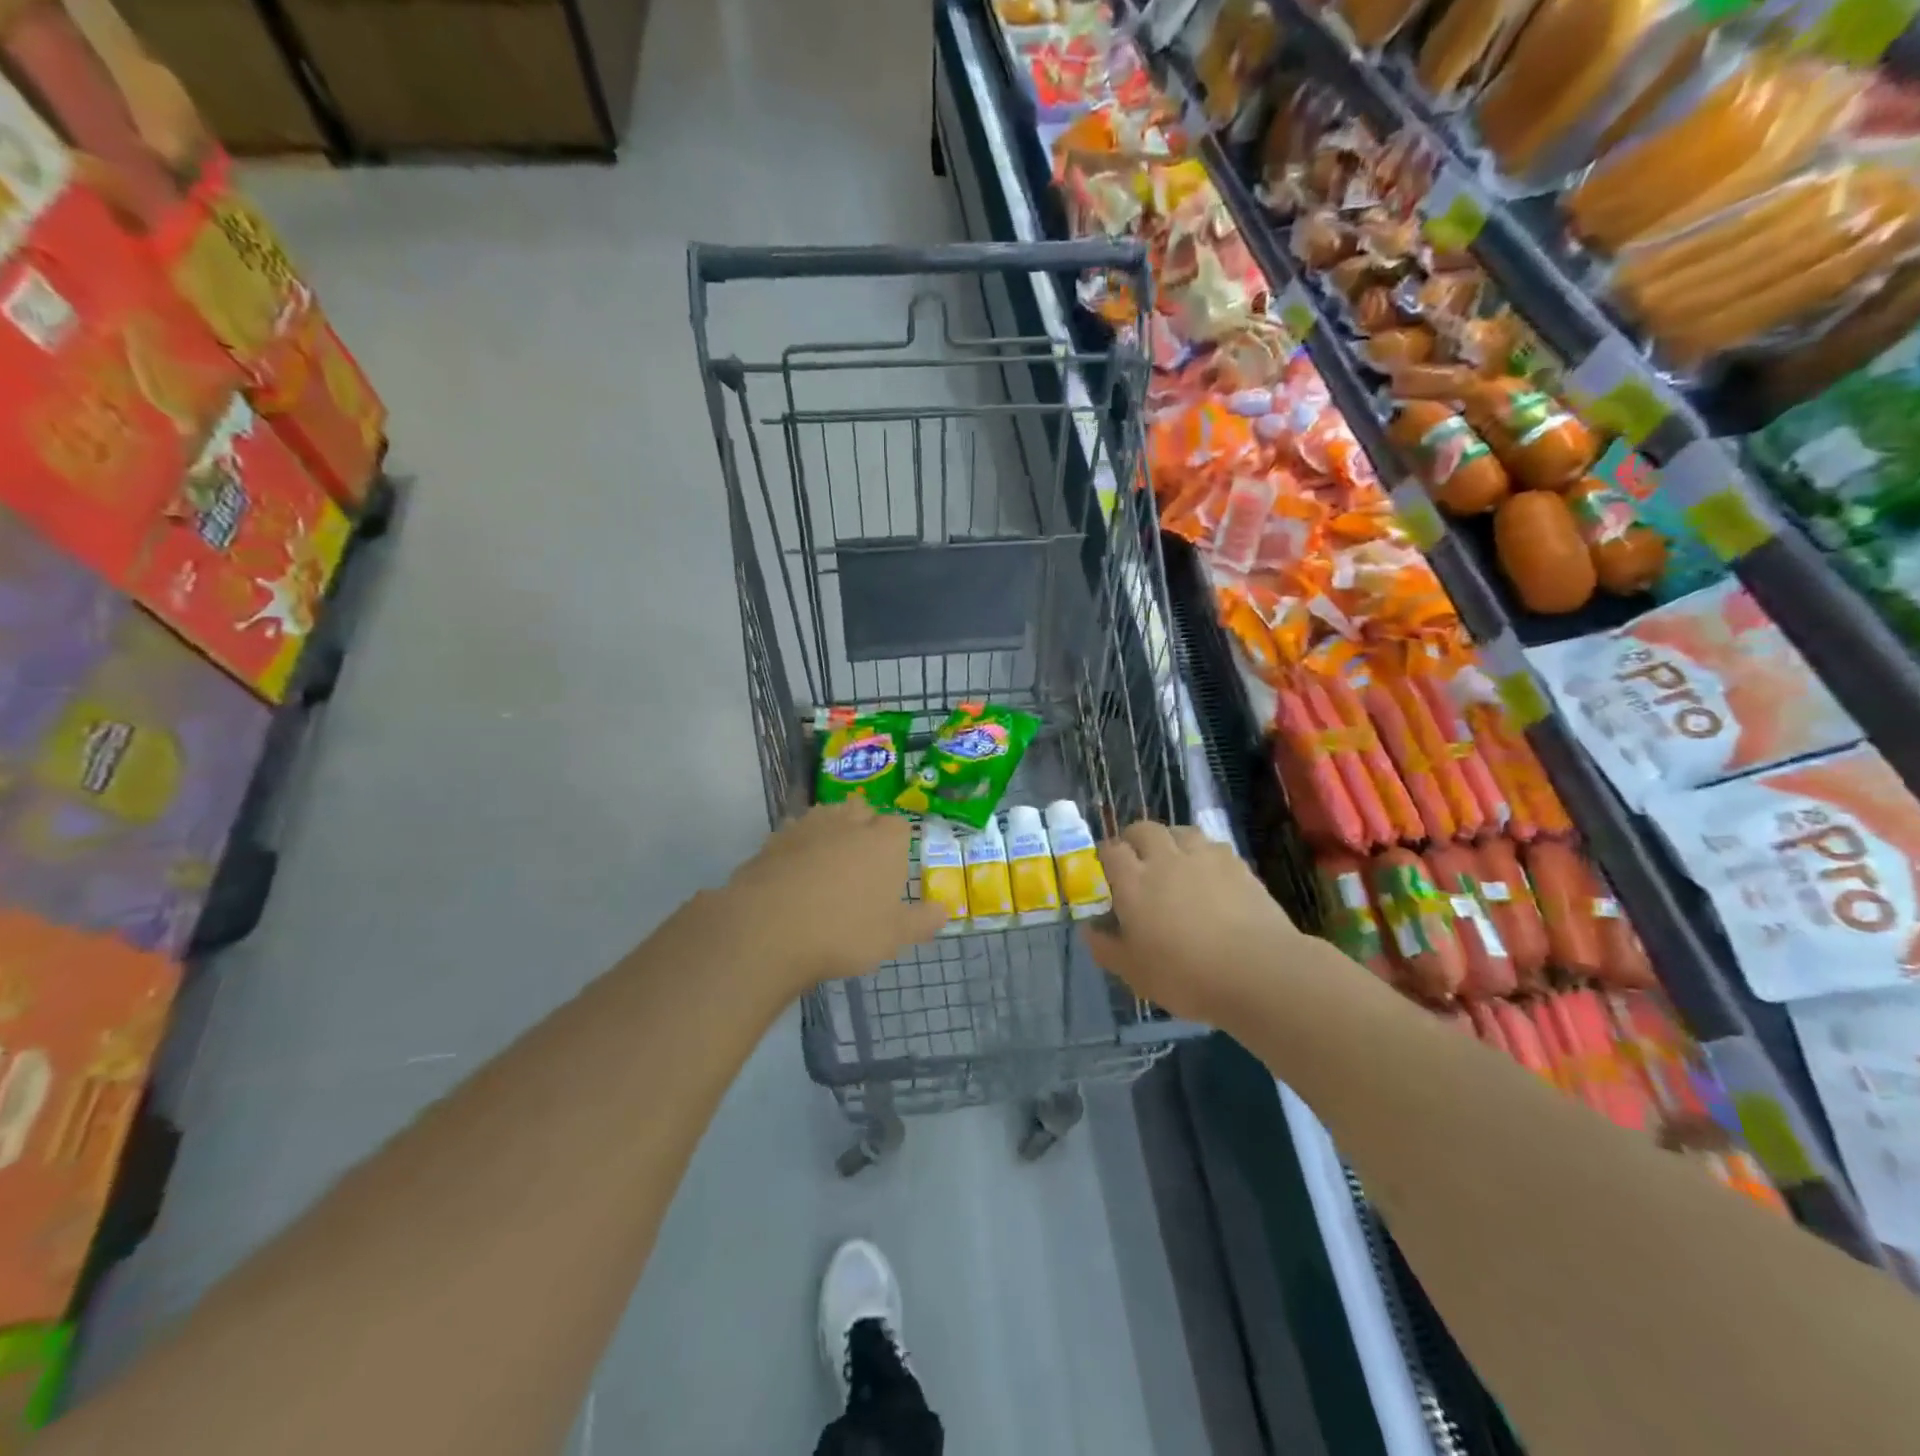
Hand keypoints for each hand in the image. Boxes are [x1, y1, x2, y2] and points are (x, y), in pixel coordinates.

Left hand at [725, 801, 947, 990]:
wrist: (768, 929)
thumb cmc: (844, 931)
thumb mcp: (893, 936)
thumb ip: (922, 921)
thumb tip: (944, 910)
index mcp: (884, 840)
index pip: (899, 826)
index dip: (897, 844)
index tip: (892, 869)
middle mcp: (848, 822)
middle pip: (862, 811)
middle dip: (864, 828)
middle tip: (862, 864)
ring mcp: (808, 827)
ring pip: (826, 816)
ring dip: (831, 832)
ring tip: (828, 864)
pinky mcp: (773, 840)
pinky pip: (794, 834)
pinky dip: (798, 847)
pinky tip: (794, 874)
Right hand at [1082, 821, 1303, 1025]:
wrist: (1257, 970)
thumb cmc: (1186, 975)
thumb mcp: (1134, 973)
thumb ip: (1107, 948)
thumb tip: (1090, 929)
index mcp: (1133, 882)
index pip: (1111, 850)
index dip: (1106, 856)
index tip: (1107, 870)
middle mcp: (1165, 859)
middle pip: (1144, 829)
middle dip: (1135, 839)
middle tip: (1138, 861)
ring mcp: (1203, 857)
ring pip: (1180, 831)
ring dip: (1171, 840)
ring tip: (1174, 861)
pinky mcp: (1237, 864)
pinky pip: (1213, 846)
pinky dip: (1204, 853)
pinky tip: (1209, 874)